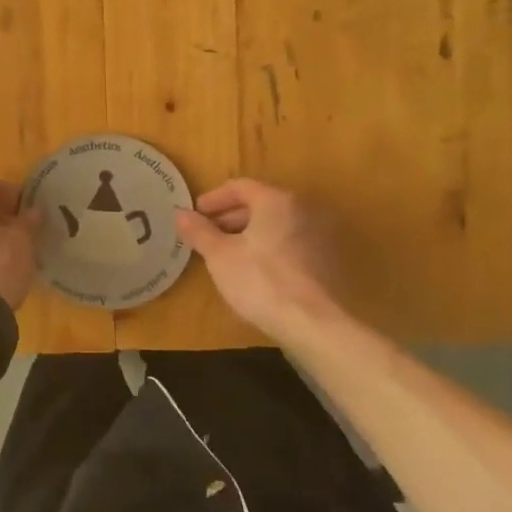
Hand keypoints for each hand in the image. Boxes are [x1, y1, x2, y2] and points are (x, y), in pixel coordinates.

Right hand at [175, 179, 347, 346]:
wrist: (315, 324)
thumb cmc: (261, 281)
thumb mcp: (220, 256)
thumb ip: (199, 231)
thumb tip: (180, 213)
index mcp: (276, 201)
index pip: (240, 187)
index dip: (214, 199)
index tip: (196, 214)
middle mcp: (304, 209)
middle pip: (261, 204)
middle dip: (231, 218)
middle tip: (209, 235)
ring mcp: (322, 235)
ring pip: (277, 225)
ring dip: (251, 234)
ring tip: (229, 255)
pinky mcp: (331, 260)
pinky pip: (292, 243)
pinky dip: (271, 248)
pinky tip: (257, 271)